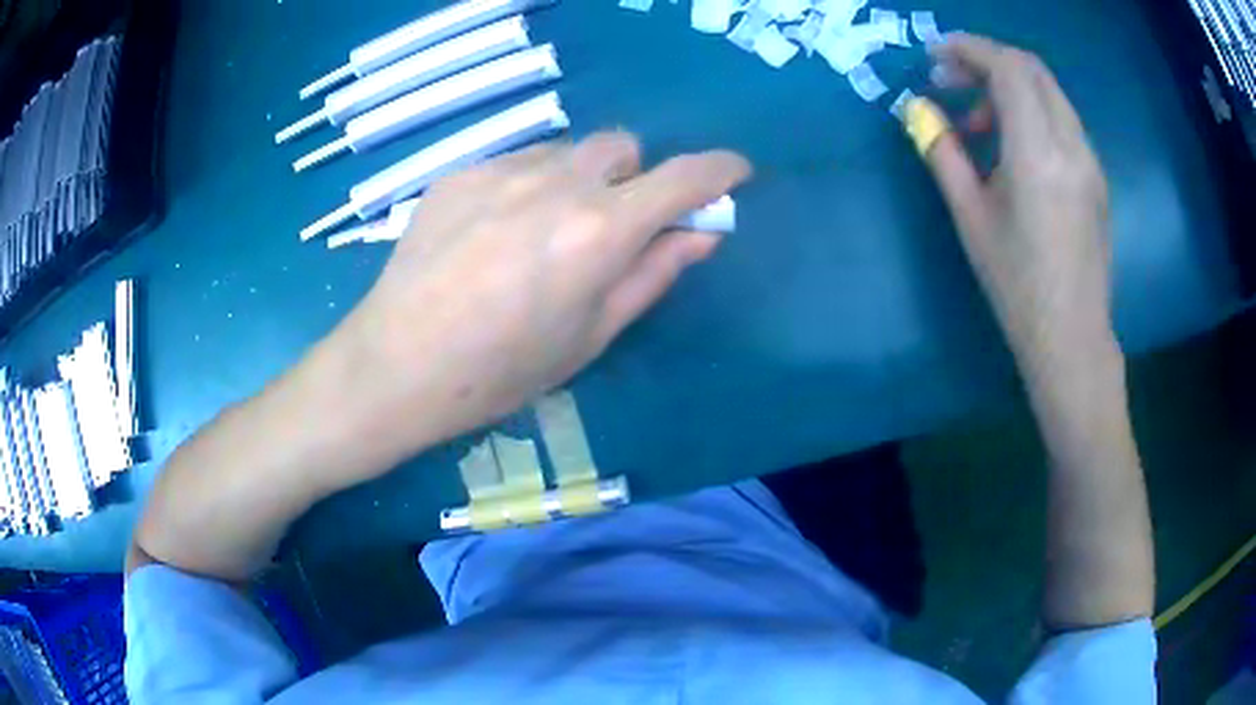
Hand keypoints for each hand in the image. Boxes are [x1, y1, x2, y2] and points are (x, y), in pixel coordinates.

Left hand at [335, 132, 750, 458]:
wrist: (397, 365)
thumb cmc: (501, 371)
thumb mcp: (591, 335)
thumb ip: (654, 274)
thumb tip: (702, 233)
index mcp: (598, 232)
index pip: (682, 178)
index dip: (719, 171)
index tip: (736, 173)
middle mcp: (556, 183)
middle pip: (621, 146)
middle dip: (634, 176)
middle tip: (612, 222)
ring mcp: (501, 170)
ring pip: (566, 150)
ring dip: (578, 177)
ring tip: (543, 229)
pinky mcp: (460, 172)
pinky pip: (516, 161)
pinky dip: (527, 184)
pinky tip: (493, 231)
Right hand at [923, 34, 1115, 373]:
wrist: (1072, 337)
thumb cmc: (1017, 285)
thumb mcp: (970, 217)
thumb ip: (942, 152)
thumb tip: (917, 110)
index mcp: (1039, 153)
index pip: (1009, 68)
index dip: (969, 49)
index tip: (935, 55)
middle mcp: (1072, 145)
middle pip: (1032, 69)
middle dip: (987, 61)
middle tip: (951, 81)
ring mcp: (1090, 160)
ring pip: (1049, 92)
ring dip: (1009, 88)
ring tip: (978, 123)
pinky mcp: (1095, 176)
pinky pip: (1061, 120)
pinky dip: (1031, 112)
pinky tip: (1012, 147)